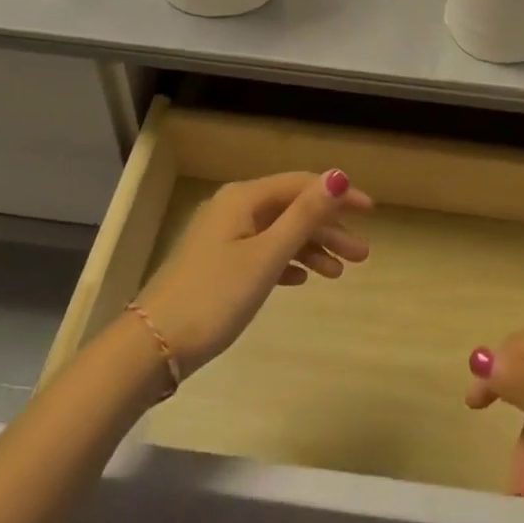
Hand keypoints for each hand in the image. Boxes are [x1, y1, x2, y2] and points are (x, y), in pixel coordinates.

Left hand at [135, 170, 371, 377]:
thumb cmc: (215, 297)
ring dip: (311, 248)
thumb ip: (305, 215)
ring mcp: (223, 237)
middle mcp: (234, 208)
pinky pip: (263, 252)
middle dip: (328, 228)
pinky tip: (303, 279)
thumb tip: (338, 175)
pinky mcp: (218, 265)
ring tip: (340, 273)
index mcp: (244, 198)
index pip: (301, 185)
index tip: (371, 212)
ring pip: (279, 232)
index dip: (338, 195)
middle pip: (291, 209)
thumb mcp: (266, 255)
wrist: (153, 347)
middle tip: (362, 255)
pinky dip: (287, 261)